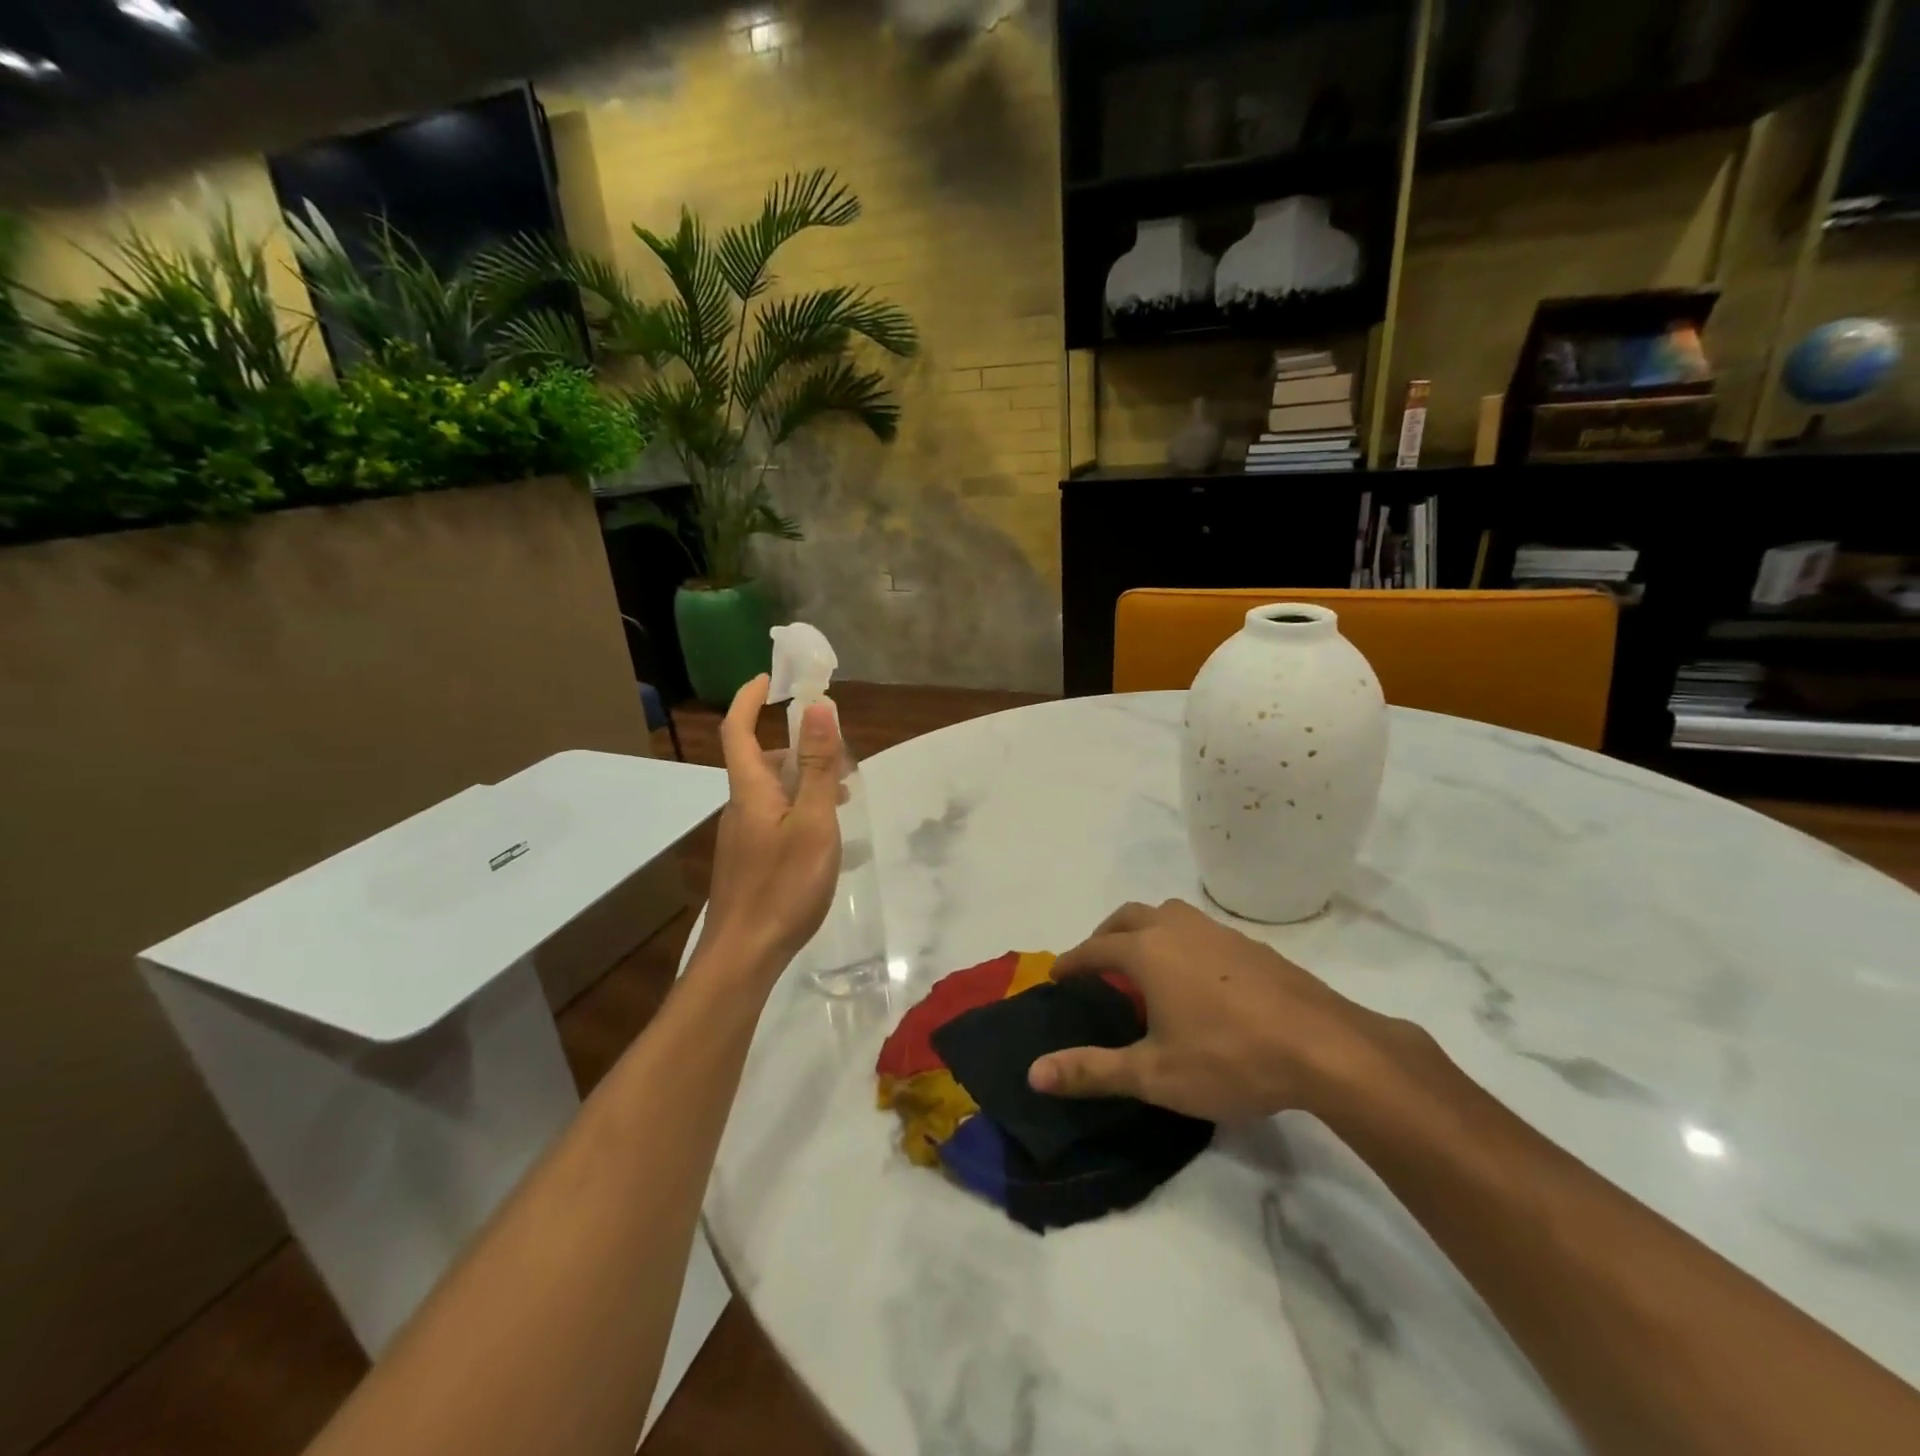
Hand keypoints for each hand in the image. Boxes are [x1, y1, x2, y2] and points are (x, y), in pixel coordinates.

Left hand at [695, 673, 843, 982]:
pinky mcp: (748, 860)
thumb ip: (819, 766)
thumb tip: (818, 706)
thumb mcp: (814, 821)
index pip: (738, 730)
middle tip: (838, 754)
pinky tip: (824, 835)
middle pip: (760, 760)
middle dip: (796, 746)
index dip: (750, 699)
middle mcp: (740, 806)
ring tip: (844, 795)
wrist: (744, 954)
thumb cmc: (783, 884)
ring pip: (771, 792)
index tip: (770, 678)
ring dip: (803, 780)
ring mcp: (741, 836)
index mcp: (750, 790)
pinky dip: (799, 808)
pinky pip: (773, 817)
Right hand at [1028, 899, 1412, 1123]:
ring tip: (1144, 964)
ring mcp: (1219, 933)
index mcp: (1147, 952)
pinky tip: (1197, 977)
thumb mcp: (1153, 1074)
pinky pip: (1201, 930)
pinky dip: (1181, 941)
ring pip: (1168, 914)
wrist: (1325, 1047)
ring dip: (1145, 930)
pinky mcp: (1252, 946)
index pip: (1095, 949)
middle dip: (1105, 935)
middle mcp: (1178, 929)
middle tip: (1096, 963)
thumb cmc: (1229, 1058)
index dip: (1072, 962)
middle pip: (1129, 916)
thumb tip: (1034, 1073)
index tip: (1057, 974)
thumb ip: (1092, 1070)